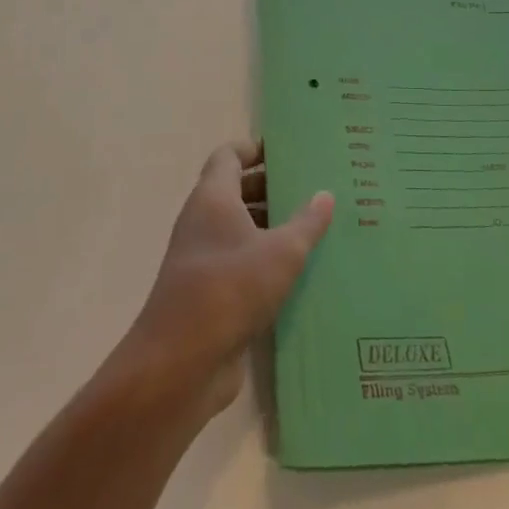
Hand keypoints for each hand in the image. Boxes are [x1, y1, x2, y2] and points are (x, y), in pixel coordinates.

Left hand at [127, 140, 333, 417]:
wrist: (182, 360)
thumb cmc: (231, 288)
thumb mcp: (281, 252)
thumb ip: (306, 222)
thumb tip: (325, 195)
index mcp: (213, 198)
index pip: (229, 155)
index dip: (255, 148)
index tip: (288, 151)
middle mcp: (203, 221)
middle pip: (236, 190)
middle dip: (271, 187)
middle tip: (312, 188)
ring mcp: (203, 258)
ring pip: (240, 229)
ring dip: (271, 226)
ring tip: (315, 228)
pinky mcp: (209, 293)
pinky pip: (241, 263)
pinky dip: (265, 261)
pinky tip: (300, 272)